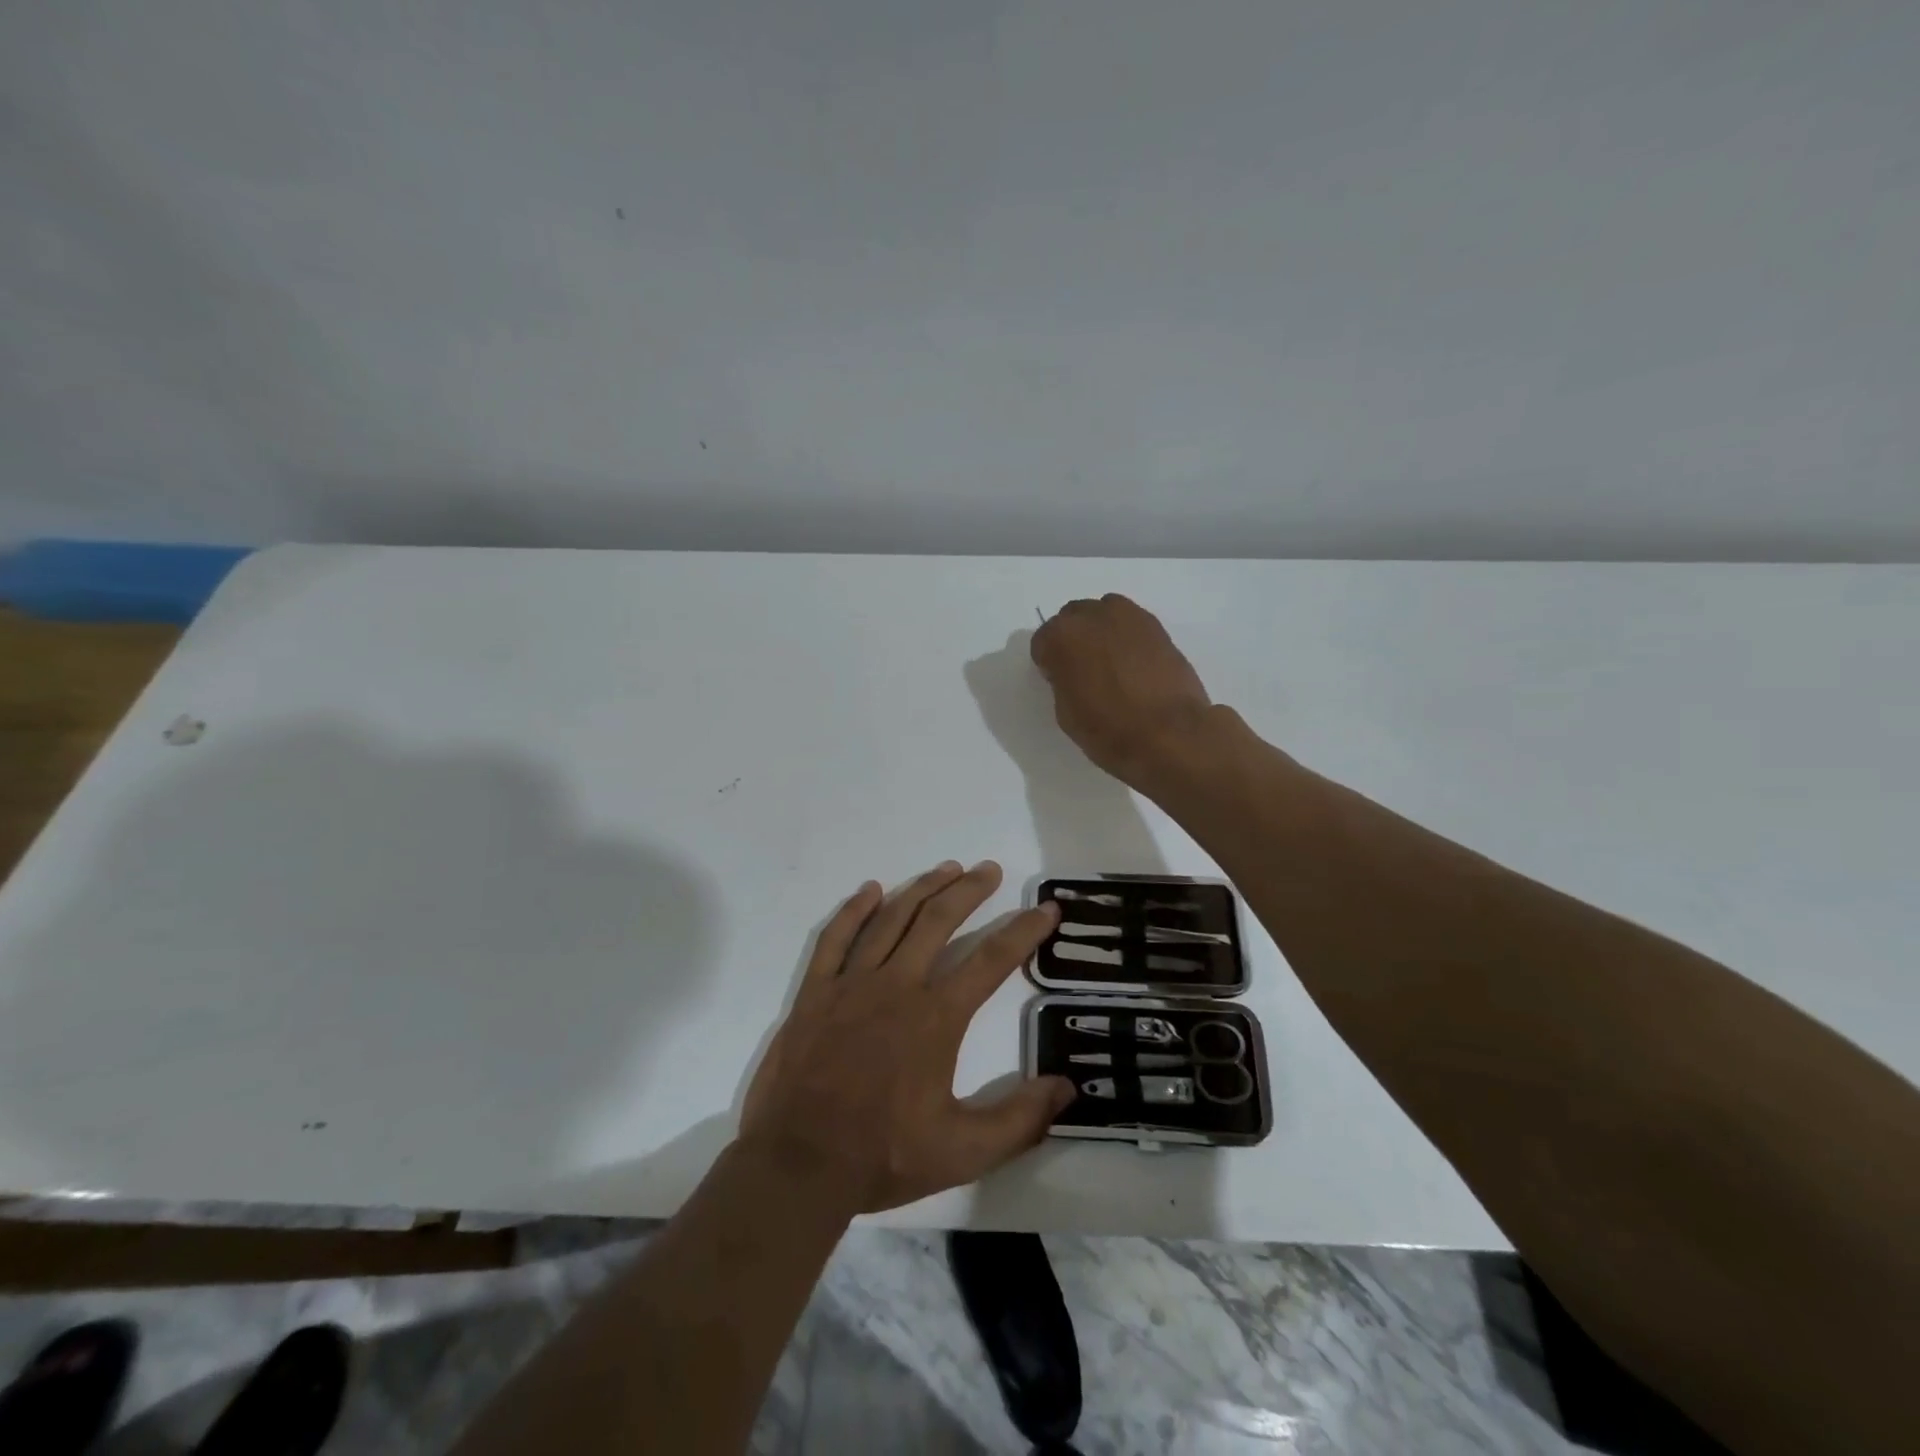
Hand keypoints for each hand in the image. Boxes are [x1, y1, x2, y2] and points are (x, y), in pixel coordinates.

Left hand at [739, 861, 1075, 1213]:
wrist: (799, 1164)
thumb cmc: (883, 1155)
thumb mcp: (964, 1152)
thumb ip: (1020, 1120)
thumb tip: (1067, 1088)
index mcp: (936, 1017)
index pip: (992, 960)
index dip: (1024, 931)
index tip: (1046, 908)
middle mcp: (897, 986)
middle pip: (939, 921)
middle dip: (969, 890)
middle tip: (989, 869)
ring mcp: (852, 983)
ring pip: (892, 918)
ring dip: (922, 888)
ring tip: (947, 868)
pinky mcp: (816, 991)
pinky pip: (835, 937)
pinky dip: (854, 909)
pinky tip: (871, 890)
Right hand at [1030, 594, 1214, 788]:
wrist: (1170, 734)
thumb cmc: (1109, 730)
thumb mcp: (1066, 713)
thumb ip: (1063, 680)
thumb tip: (1073, 671)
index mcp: (1062, 637)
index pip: (1043, 641)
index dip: (1049, 663)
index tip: (1058, 681)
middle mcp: (1093, 616)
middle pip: (1074, 619)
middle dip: (1075, 639)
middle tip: (1084, 669)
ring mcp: (1129, 616)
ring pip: (1105, 614)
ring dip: (1102, 632)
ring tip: (1111, 663)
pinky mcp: (1158, 627)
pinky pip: (1132, 624)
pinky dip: (1128, 638)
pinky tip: (1134, 665)